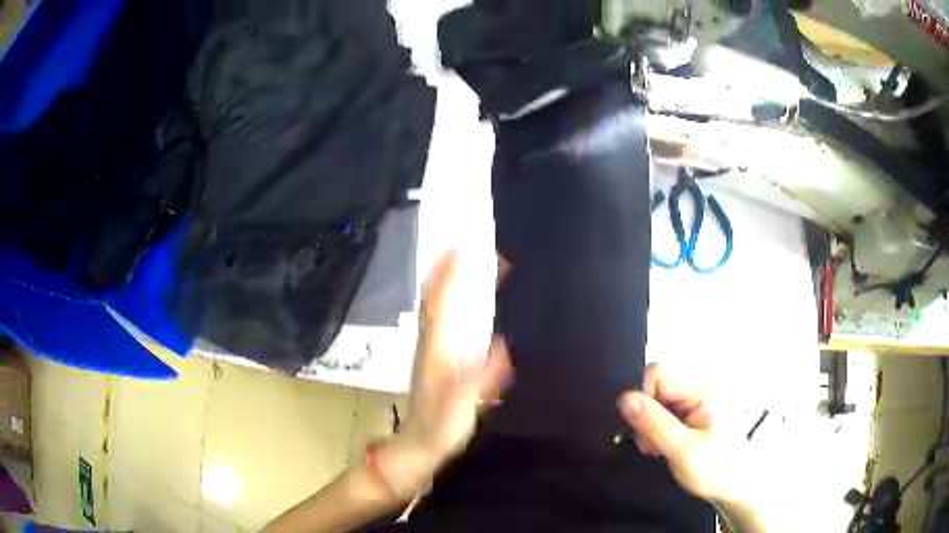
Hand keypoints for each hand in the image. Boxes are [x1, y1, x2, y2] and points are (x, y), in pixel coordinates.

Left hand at [380, 250, 512, 497]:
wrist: (417, 446)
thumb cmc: (439, 428)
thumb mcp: (460, 407)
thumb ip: (480, 380)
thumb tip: (503, 347)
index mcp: (437, 349)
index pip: (441, 303)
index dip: (449, 274)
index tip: (461, 244)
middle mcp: (432, 341)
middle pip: (437, 297)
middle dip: (451, 268)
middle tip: (472, 244)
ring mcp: (433, 348)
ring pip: (439, 306)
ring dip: (452, 281)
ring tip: (473, 261)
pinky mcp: (437, 357)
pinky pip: (444, 318)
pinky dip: (453, 300)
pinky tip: (468, 298)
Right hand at [617, 364, 750, 503]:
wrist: (734, 486)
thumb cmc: (716, 469)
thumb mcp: (682, 450)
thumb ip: (654, 423)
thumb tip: (625, 399)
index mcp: (701, 391)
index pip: (658, 373)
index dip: (642, 397)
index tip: (642, 427)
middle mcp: (699, 390)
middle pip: (655, 387)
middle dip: (645, 416)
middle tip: (650, 445)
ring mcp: (696, 402)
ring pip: (657, 401)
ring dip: (650, 426)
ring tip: (659, 449)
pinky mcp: (692, 413)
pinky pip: (664, 412)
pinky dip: (657, 430)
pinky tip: (663, 446)